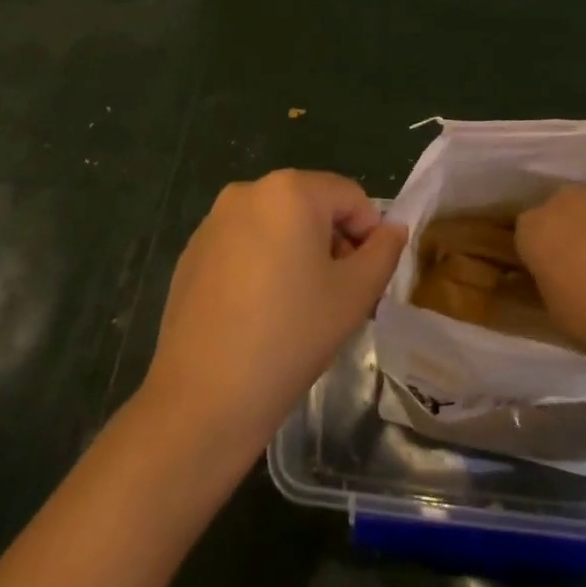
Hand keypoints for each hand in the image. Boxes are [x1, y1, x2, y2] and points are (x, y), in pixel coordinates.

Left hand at [142, 170, 405, 457]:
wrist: (204, 396)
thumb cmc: (291, 335)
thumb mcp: (355, 294)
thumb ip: (384, 251)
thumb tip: (393, 229)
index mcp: (290, 190)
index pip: (351, 197)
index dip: (369, 235)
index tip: (366, 282)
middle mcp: (247, 192)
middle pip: (312, 206)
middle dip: (333, 244)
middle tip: (338, 297)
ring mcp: (213, 221)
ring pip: (277, 226)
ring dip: (299, 254)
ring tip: (300, 308)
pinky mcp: (192, 252)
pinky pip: (244, 245)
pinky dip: (262, 265)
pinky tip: (260, 314)